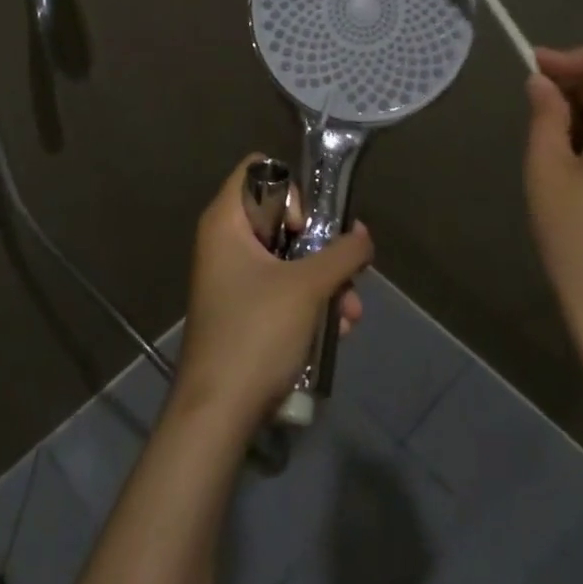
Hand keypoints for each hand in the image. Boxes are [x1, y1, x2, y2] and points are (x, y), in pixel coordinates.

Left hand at [173, 155, 373, 428]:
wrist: (218, 414)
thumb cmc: (256, 333)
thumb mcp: (308, 287)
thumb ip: (343, 253)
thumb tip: (364, 236)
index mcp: (226, 221)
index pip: (258, 169)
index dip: (290, 189)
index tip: (307, 226)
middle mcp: (225, 241)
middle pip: (281, 215)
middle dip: (321, 245)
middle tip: (344, 269)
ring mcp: (233, 277)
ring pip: (288, 257)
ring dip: (326, 280)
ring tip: (352, 312)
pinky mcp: (244, 309)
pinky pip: (283, 287)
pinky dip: (311, 302)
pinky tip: (340, 330)